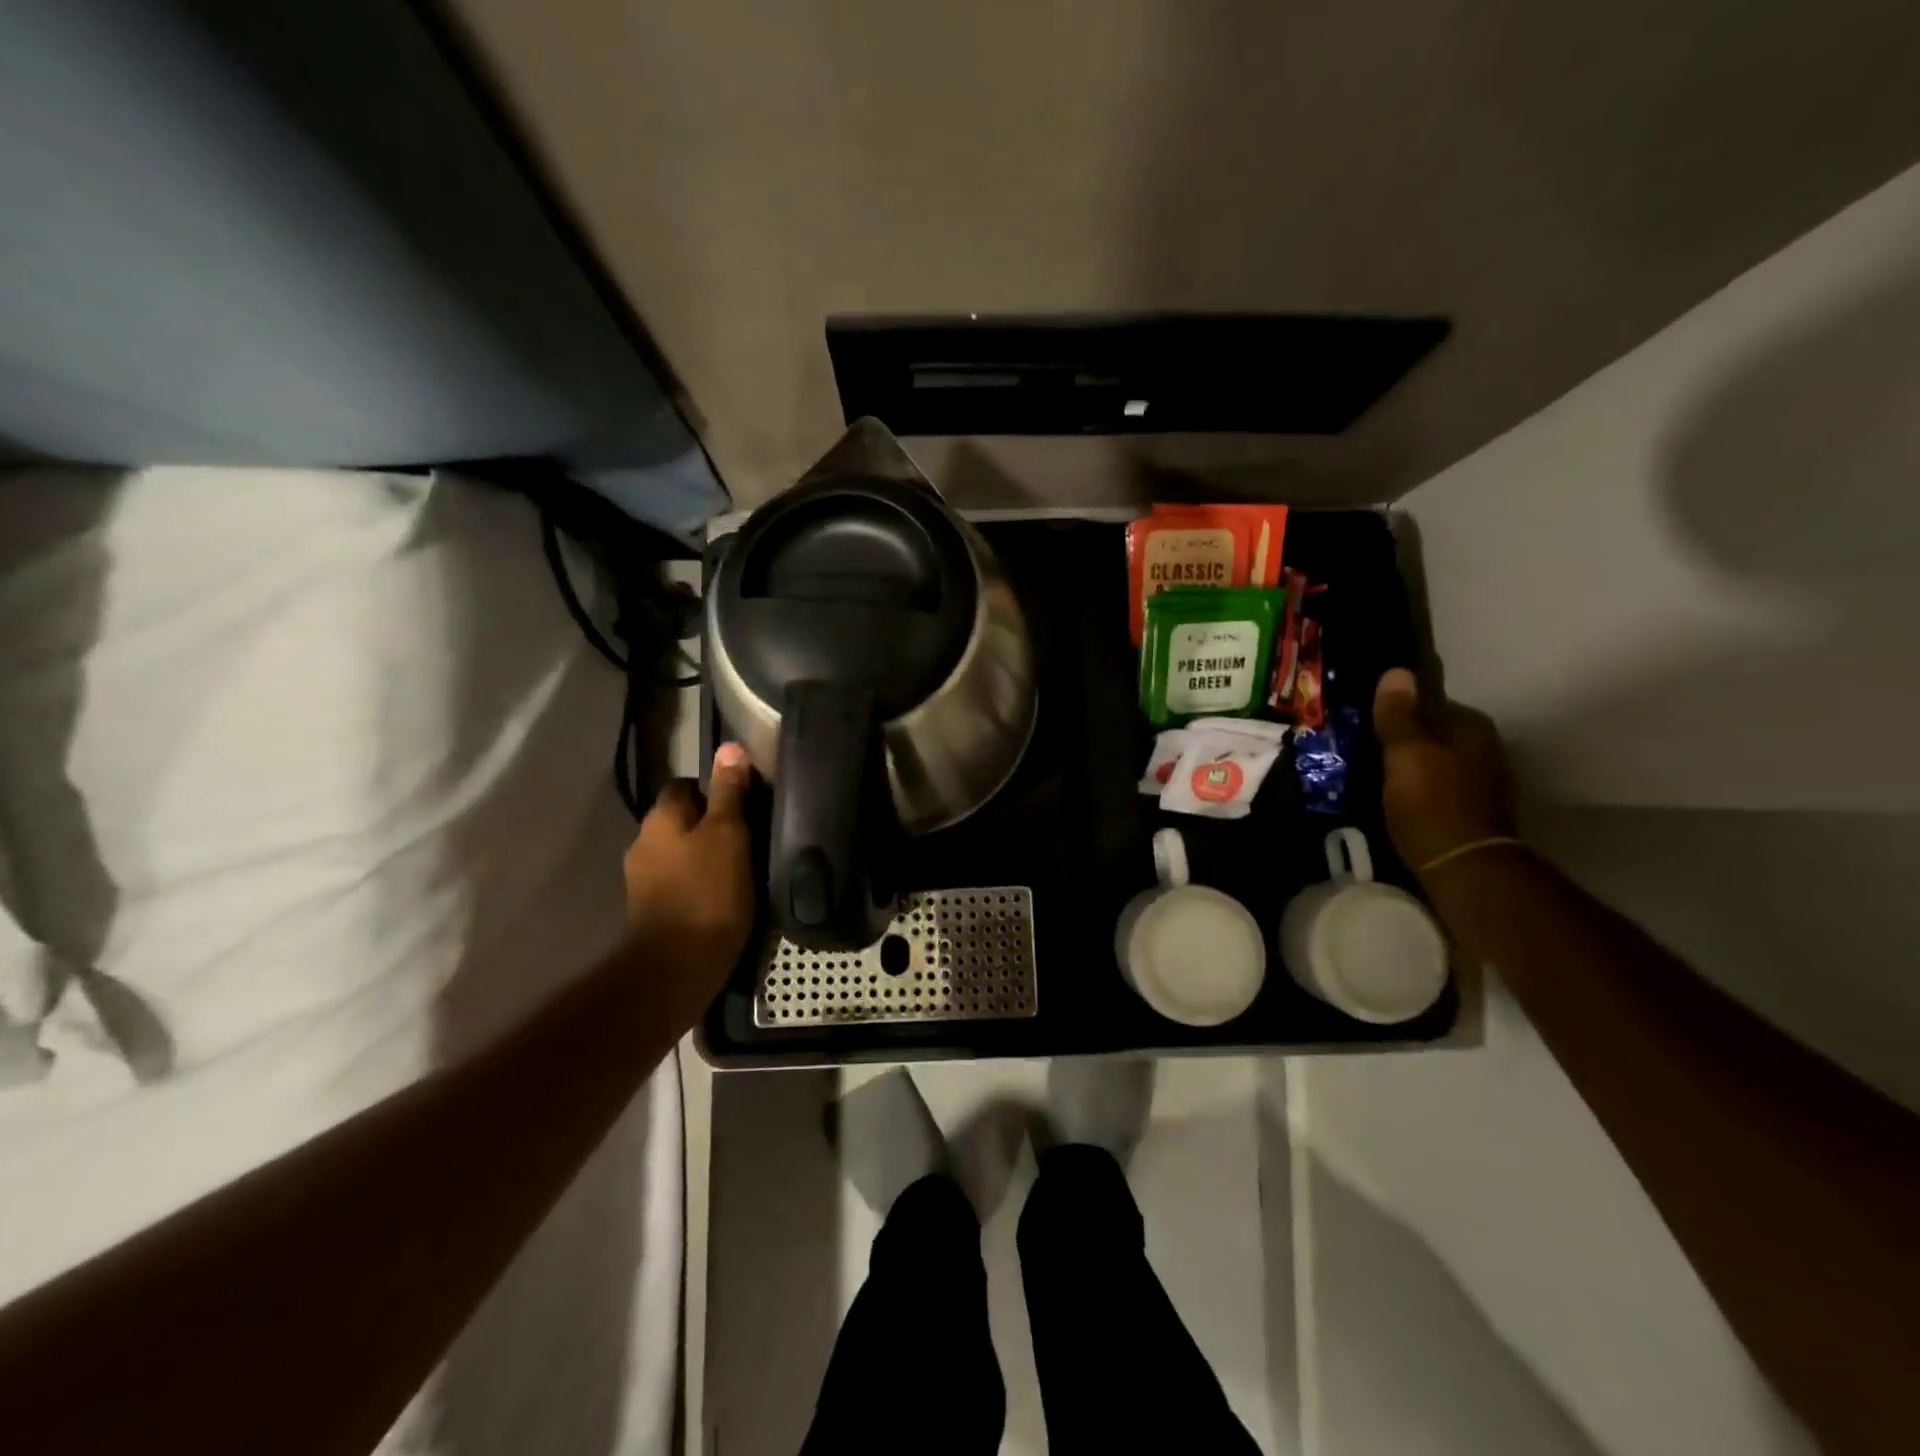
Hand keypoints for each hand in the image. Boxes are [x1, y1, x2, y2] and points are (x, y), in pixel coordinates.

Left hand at [623, 743, 755, 985]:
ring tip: (738, 868)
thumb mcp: (729, 834)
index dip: (713, 790)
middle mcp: (643, 842)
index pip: (684, 785)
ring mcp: (642, 879)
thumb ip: (729, 791)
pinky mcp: (650, 909)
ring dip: (701, 855)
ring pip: (678, 852)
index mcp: (660, 818)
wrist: (678, 965)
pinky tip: (720, 895)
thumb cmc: (709, 891)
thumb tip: (729, 747)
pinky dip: (695, 882)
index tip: (742, 805)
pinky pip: (676, 881)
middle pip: (680, 820)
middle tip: (746, 838)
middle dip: (707, 824)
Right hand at [1373, 668, 1516, 875]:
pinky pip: (1435, 783)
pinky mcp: (1469, 808)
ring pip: (1433, 757)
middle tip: (1361, 740)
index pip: (1429, 700)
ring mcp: (1479, 779)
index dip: (1397, 705)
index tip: (1365, 714)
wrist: (1463, 866)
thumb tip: (1397, 671)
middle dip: (1402, 734)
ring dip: (1407, 761)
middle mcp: (1483, 747)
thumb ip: (1399, 715)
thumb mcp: (1405, 754)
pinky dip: (1416, 784)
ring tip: (1370, 767)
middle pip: (1432, 730)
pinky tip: (1393, 792)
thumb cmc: (1431, 802)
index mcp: (1470, 726)